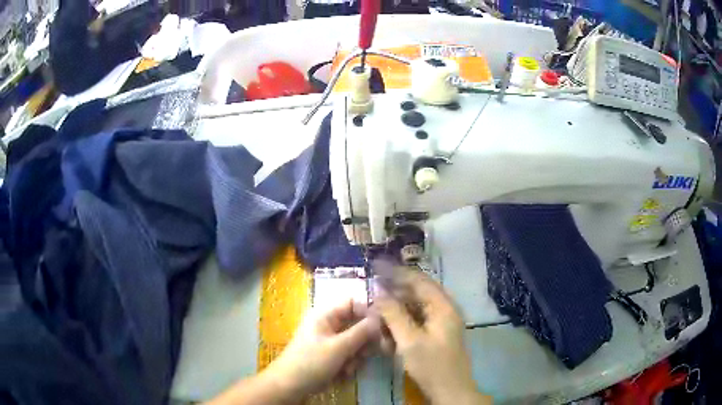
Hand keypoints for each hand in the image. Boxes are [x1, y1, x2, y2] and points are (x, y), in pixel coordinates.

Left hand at [267, 298, 380, 397]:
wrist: (290, 386)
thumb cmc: (311, 363)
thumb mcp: (338, 348)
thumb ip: (361, 332)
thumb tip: (379, 319)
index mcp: (325, 315)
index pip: (354, 302)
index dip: (368, 312)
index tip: (380, 328)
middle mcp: (329, 324)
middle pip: (358, 324)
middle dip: (363, 341)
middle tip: (364, 354)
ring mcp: (330, 341)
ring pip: (356, 342)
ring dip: (357, 356)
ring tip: (348, 368)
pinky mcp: (331, 355)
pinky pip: (349, 354)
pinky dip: (349, 364)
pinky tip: (343, 374)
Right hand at [375, 268, 490, 404]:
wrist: (451, 391)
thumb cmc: (432, 365)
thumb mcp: (409, 340)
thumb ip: (394, 314)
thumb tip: (379, 291)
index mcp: (443, 306)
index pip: (418, 280)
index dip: (396, 272)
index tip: (375, 267)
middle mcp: (444, 309)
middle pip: (416, 292)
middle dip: (393, 293)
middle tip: (372, 293)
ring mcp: (441, 322)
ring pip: (415, 308)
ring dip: (396, 310)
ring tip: (377, 316)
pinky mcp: (436, 334)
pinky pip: (416, 321)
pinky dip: (402, 324)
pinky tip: (388, 333)